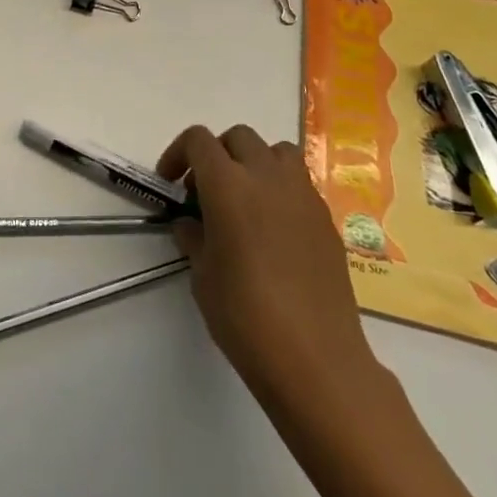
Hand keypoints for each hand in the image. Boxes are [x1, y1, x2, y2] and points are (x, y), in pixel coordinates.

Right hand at [157, 125, 379, 406]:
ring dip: (254, 162)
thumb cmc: (246, 316)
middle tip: (205, 193)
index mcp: (228, 185)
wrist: (315, 358)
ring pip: (276, 151)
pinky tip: (273, 229)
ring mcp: (302, 195)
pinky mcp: (326, 218)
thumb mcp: (202, 276)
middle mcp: (267, 176)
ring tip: (244, 199)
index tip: (171, 183)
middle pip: (238, 137)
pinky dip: (280, 189)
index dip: (178, 154)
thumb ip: (193, 237)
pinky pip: (299, 183)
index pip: (199, 140)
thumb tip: (190, 223)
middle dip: (216, 155)